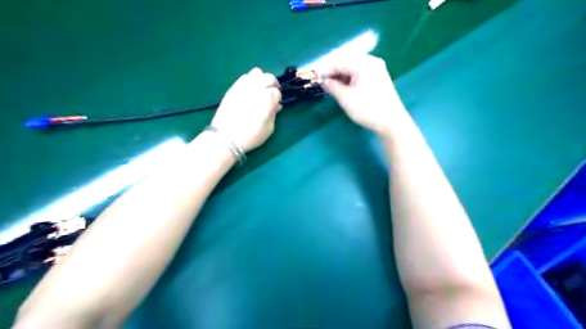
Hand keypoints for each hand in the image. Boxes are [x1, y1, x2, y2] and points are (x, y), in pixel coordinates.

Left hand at [212, 68, 281, 152]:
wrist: (226, 137)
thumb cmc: (251, 136)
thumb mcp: (269, 128)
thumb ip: (274, 114)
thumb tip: (276, 105)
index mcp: (267, 99)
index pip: (277, 92)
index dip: (278, 98)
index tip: (276, 105)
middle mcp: (256, 88)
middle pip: (269, 77)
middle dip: (273, 84)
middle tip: (272, 93)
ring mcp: (243, 86)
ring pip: (257, 72)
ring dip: (262, 79)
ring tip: (261, 89)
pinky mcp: (234, 87)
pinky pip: (245, 77)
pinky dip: (250, 80)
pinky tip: (250, 90)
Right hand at [320, 55, 408, 134]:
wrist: (391, 122)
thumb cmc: (367, 109)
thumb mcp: (345, 98)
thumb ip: (332, 86)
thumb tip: (323, 81)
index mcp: (363, 63)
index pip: (339, 61)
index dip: (325, 70)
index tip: (315, 78)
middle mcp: (371, 62)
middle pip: (347, 63)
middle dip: (333, 73)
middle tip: (322, 83)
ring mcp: (377, 70)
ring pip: (353, 69)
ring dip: (341, 77)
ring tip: (331, 87)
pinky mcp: (379, 79)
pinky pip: (360, 75)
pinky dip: (350, 80)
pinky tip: (343, 88)